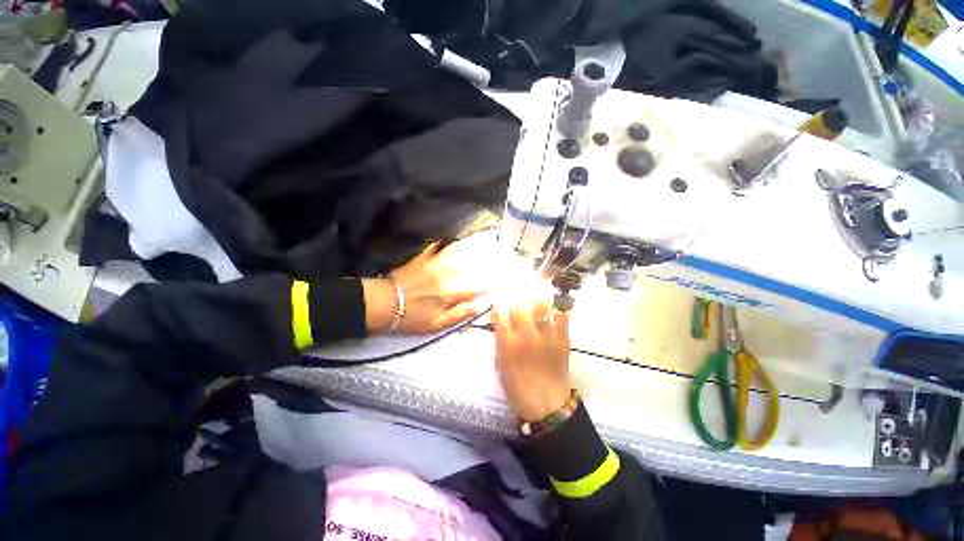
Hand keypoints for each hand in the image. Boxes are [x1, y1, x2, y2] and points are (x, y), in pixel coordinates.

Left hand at [362, 241, 482, 334]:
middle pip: (468, 267)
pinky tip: (448, 239)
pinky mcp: (422, 259)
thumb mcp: (436, 324)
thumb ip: (458, 314)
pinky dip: (442, 242)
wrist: (385, 303)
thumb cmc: (411, 317)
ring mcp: (433, 264)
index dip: (484, 287)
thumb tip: (477, 307)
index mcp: (449, 292)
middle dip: (481, 264)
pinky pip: (434, 247)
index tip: (492, 285)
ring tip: (476, 245)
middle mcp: (445, 275)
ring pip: (455, 253)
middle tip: (491, 259)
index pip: (473, 288)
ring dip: (467, 249)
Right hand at [492, 301, 571, 421]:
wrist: (546, 403)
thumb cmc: (518, 387)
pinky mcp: (562, 339)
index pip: (500, 316)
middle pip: (519, 309)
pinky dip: (556, 312)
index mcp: (509, 344)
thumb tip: (500, 323)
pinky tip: (552, 314)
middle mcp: (527, 335)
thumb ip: (500, 341)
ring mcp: (546, 336)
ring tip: (534, 310)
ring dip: (535, 306)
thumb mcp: (501, 365)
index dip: (498, 311)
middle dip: (515, 308)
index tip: (498, 312)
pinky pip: (561, 317)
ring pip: (541, 308)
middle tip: (516, 313)